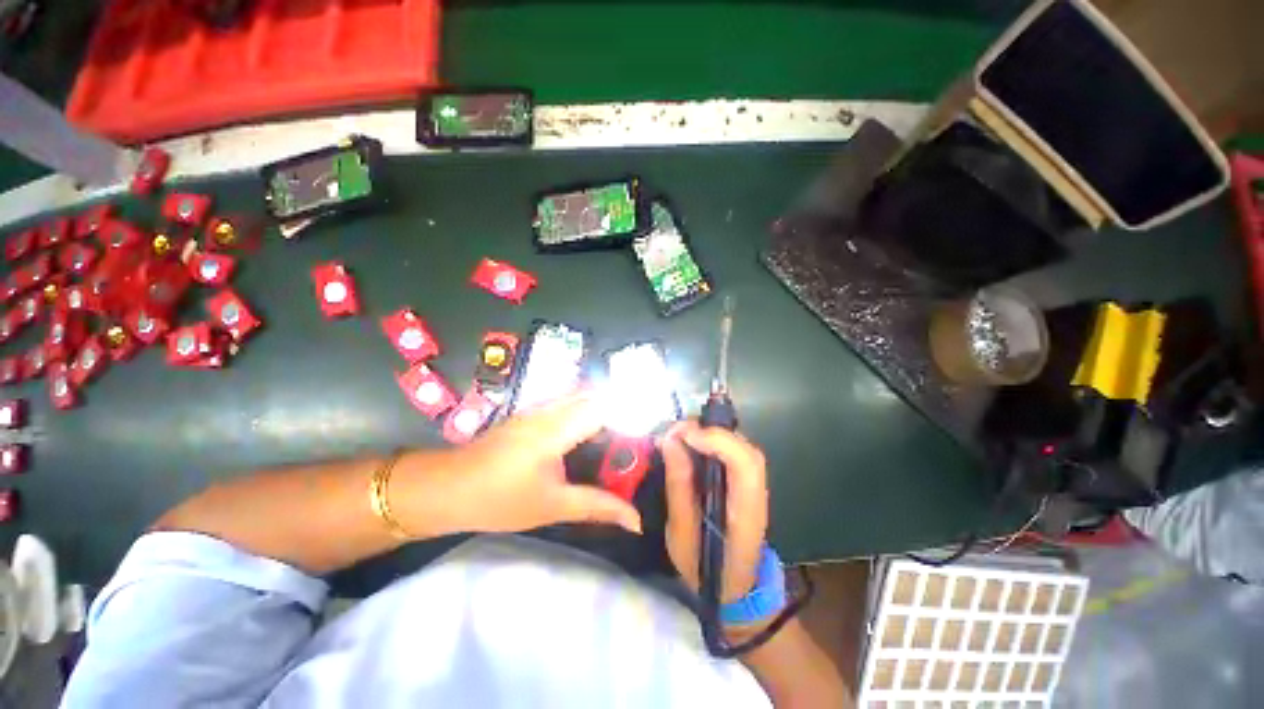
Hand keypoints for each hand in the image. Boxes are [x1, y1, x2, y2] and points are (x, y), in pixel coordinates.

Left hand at [428, 393, 642, 534]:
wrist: (445, 489)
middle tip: (633, 439)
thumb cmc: (499, 499)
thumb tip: (636, 521)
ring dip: (601, 410)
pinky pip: (567, 402)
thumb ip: (598, 506)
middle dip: (618, 410)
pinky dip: (584, 412)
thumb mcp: (553, 506)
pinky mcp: (530, 413)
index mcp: (558, 428)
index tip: (646, 434)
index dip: (630, 413)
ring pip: (580, 396)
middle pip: (595, 395)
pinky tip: (588, 436)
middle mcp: (550, 408)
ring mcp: (537, 407)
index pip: (605, 405)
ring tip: (616, 438)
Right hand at [662, 420, 768, 604]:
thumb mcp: (680, 536)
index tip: (684, 435)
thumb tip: (671, 442)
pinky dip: (712, 441)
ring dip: (710, 433)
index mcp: (745, 514)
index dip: (718, 441)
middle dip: (710, 431)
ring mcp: (754, 487)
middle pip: (744, 449)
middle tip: (675, 432)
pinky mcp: (745, 483)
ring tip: (679, 436)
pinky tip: (691, 444)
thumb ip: (678, 488)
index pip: (745, 465)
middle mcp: (757, 494)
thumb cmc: (703, 570)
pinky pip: (732, 451)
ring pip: (740, 446)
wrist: (732, 589)